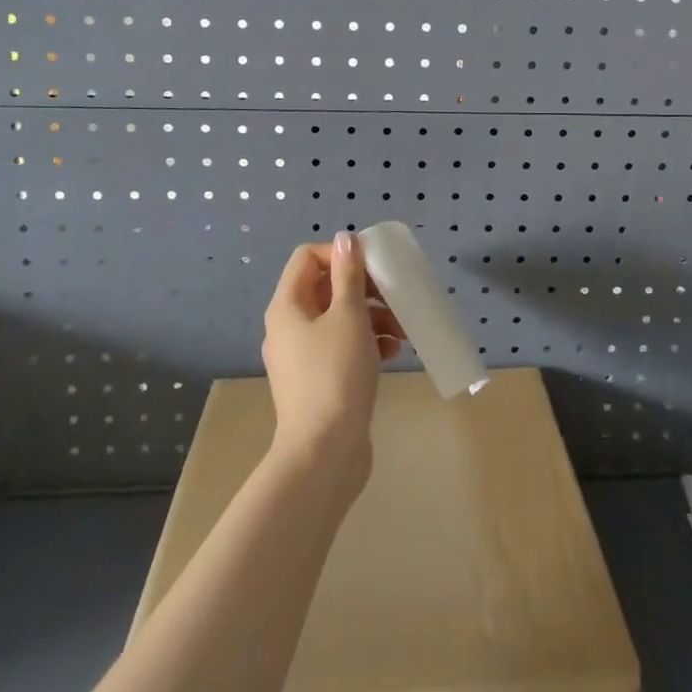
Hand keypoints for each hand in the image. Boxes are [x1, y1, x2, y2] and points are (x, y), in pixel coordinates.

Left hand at [262, 233, 404, 484]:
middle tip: (396, 298)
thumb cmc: (336, 374)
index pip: (308, 258)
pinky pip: (342, 347)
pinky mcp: (318, 381)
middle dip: (365, 289)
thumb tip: (345, 238)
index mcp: (287, 306)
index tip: (373, 268)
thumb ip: (348, 275)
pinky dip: (367, 343)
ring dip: (373, 316)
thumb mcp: (349, 316)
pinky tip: (394, 352)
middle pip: (326, 288)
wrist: (324, 453)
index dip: (341, 254)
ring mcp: (302, 357)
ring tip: (403, 330)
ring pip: (339, 319)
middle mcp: (288, 327)